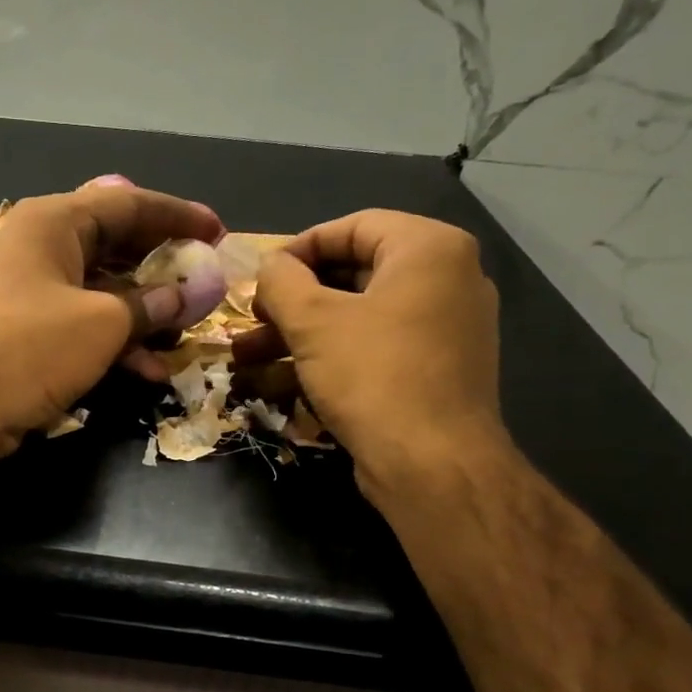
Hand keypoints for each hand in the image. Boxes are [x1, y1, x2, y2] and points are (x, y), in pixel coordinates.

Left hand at [0, 181, 224, 459]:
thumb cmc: (31, 347)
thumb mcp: (102, 323)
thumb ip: (149, 306)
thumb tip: (183, 297)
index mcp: (54, 223)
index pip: (128, 204)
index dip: (177, 216)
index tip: (218, 231)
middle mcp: (42, 249)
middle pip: (116, 247)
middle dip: (164, 269)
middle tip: (204, 282)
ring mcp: (33, 294)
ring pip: (103, 293)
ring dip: (145, 315)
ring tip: (186, 334)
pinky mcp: (29, 335)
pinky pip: (84, 327)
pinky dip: (117, 344)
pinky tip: (152, 370)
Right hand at [231, 209, 507, 496]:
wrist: (432, 464)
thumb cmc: (373, 376)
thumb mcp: (313, 321)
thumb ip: (281, 281)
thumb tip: (270, 267)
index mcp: (429, 250)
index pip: (352, 227)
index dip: (297, 249)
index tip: (258, 278)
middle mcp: (446, 280)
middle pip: (352, 275)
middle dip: (291, 301)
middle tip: (252, 320)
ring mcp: (442, 330)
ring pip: (356, 319)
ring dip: (297, 335)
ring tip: (246, 358)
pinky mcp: (430, 372)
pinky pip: (371, 350)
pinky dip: (327, 359)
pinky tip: (277, 383)